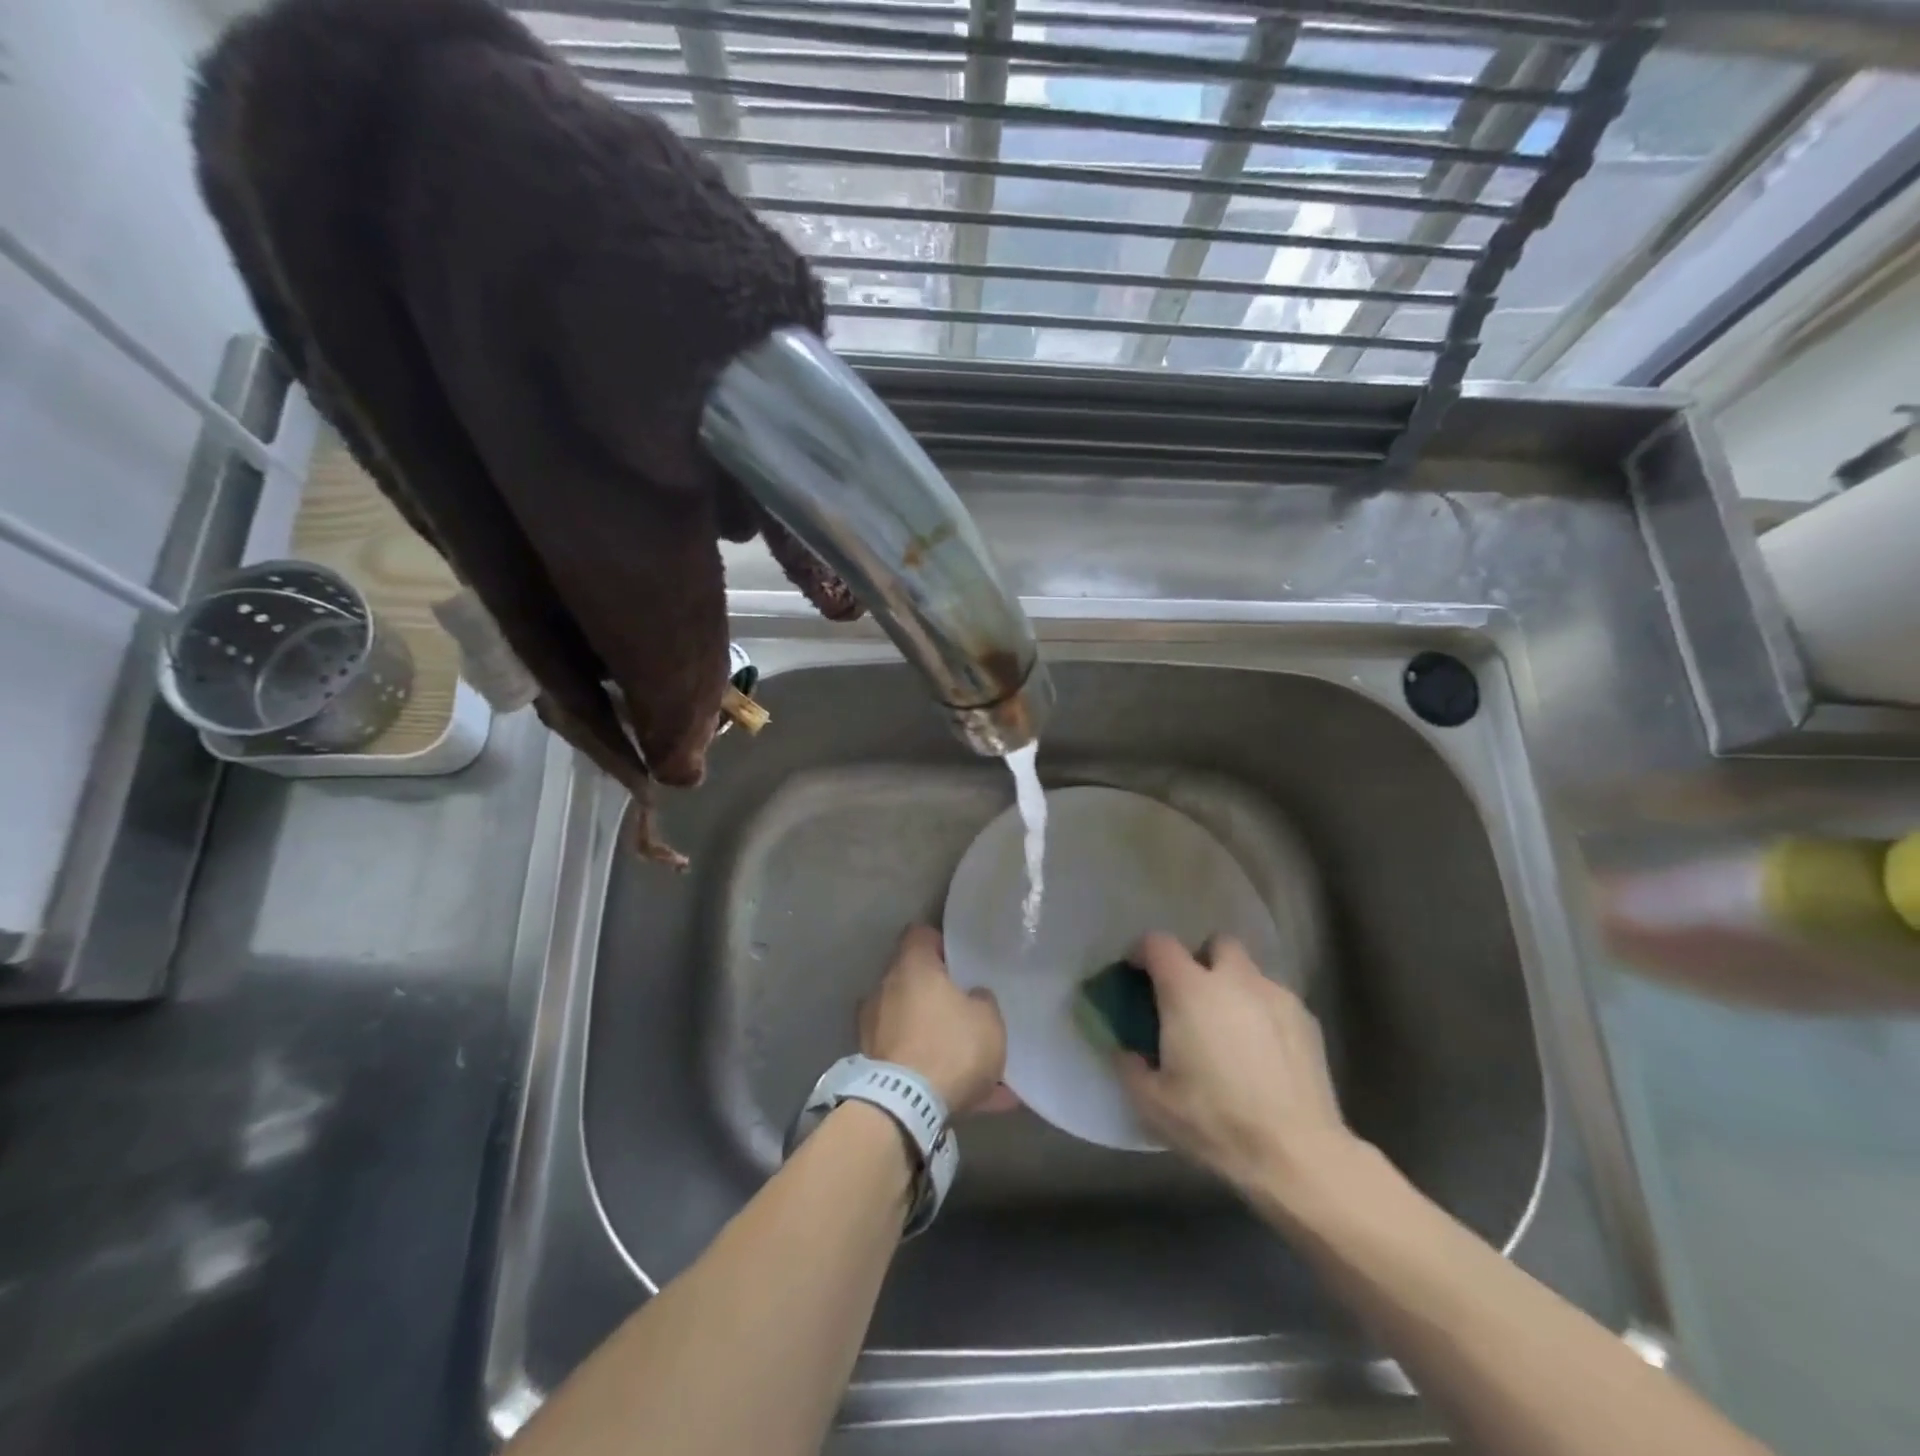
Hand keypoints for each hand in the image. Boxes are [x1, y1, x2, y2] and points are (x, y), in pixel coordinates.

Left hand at [859, 926, 1014, 1115]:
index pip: (921, 935)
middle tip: (965, 1007)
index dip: (941, 943)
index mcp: (913, 966)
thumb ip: (982, 1000)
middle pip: (913, 979)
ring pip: (910, 1022)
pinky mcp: (871, 1063)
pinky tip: (968, 1096)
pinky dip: (931, 1070)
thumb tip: (972, 996)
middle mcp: (885, 988)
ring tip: (971, 1061)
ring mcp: (874, 1026)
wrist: (905, 1107)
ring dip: (933, 1034)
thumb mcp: (988, 1019)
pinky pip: (909, 1058)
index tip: (959, 960)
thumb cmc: (951, 1046)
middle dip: (937, 992)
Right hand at [1117, 932, 1354, 1200]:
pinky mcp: (1307, 1019)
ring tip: (1230, 1030)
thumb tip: (1125, 1050)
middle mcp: (1233, 979)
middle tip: (1191, 998)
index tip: (1137, 975)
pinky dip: (1262, 1013)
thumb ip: (1129, 1066)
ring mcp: (1275, 995)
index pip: (1158, 943)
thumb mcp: (1152, 1103)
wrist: (1297, 1154)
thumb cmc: (1215, 1122)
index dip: (1142, 953)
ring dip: (1234, 988)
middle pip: (1215, 944)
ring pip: (1249, 972)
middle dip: (1201, 961)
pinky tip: (1263, 1053)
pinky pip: (1275, 1000)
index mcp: (1188, 990)